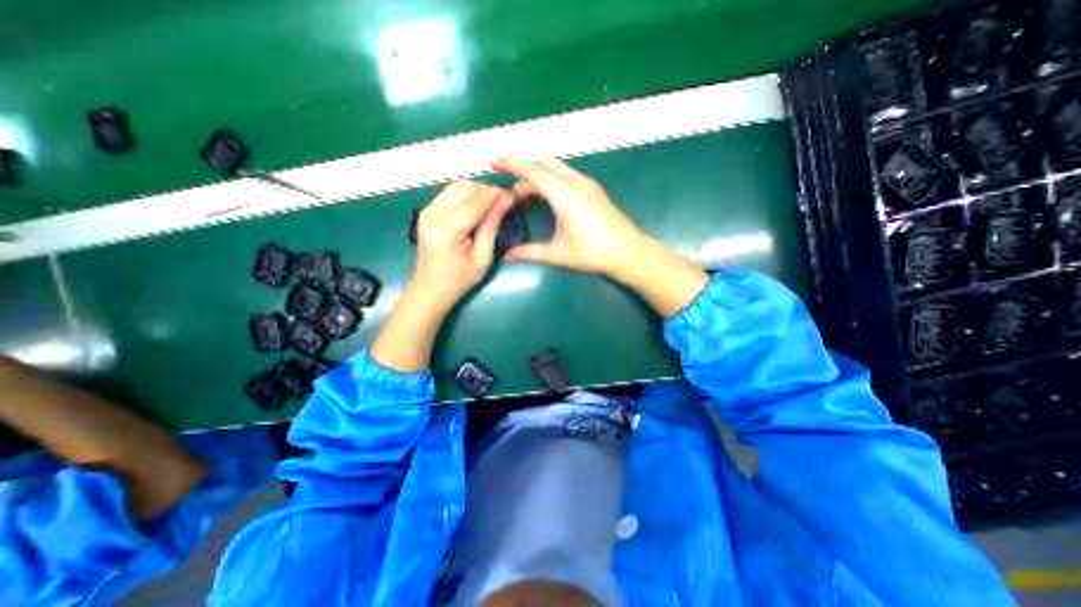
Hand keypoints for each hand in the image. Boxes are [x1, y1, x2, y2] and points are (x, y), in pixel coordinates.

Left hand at [416, 180, 513, 311]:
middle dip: (487, 191)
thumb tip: (505, 201)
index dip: (496, 195)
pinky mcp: (426, 211)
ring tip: (492, 204)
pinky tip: (477, 206)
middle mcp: (432, 215)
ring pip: (456, 186)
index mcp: (447, 231)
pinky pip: (449, 193)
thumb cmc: (459, 280)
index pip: (475, 202)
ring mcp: (426, 211)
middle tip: (504, 201)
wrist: (430, 289)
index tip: (513, 196)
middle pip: (464, 188)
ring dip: (477, 191)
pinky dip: (466, 195)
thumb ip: (491, 226)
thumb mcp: (483, 258)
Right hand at [492, 157, 711, 316]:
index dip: (511, 164)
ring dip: (537, 175)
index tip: (493, 161)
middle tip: (510, 193)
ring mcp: (586, 183)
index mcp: (564, 194)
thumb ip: (529, 252)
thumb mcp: (558, 254)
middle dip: (522, 172)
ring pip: (555, 168)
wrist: (628, 251)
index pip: (532, 171)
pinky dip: (550, 178)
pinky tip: (547, 196)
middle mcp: (575, 182)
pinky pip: (566, 174)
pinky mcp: (593, 189)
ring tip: (526, 194)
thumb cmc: (592, 252)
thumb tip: (506, 255)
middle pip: (542, 166)